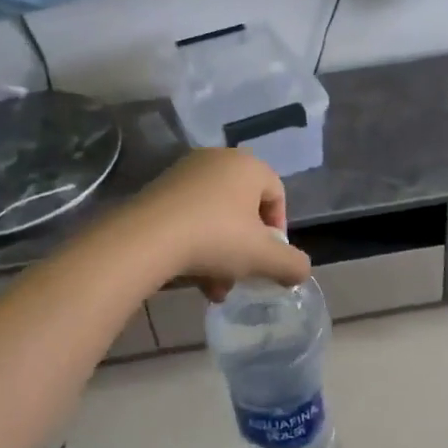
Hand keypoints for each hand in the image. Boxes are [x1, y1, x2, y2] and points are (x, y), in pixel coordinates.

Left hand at [128, 148, 311, 299]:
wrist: (146, 238)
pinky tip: (191, 274)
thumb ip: (292, 264)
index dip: (278, 231)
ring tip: (213, 287)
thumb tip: (301, 271)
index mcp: (248, 165)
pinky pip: (190, 216)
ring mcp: (185, 172)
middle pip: (244, 209)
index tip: (268, 260)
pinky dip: (195, 243)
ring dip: (221, 253)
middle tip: (240, 277)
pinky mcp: (159, 189)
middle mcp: (218, 160)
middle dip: (245, 248)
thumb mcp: (263, 257)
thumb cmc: (216, 238)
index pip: (276, 195)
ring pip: (216, 217)